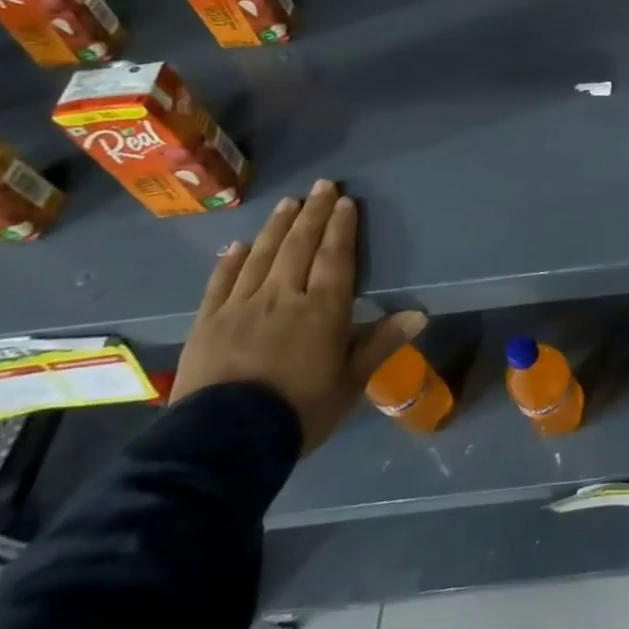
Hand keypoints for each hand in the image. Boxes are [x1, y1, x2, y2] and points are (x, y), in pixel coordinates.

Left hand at [173, 180, 424, 452]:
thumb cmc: (299, 412)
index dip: (341, 227)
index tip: (345, 201)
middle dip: (313, 213)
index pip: (335, 257)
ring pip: (262, 255)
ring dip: (277, 227)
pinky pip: (221, 281)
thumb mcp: (350, 384)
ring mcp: (241, 306)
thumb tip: (420, 313)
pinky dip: (231, 260)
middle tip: (321, 186)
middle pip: (300, 246)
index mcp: (322, 309)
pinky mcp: (207, 322)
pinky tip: (238, 244)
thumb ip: (381, 343)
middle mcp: (282, 296)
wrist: (223, 443)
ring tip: (288, 203)